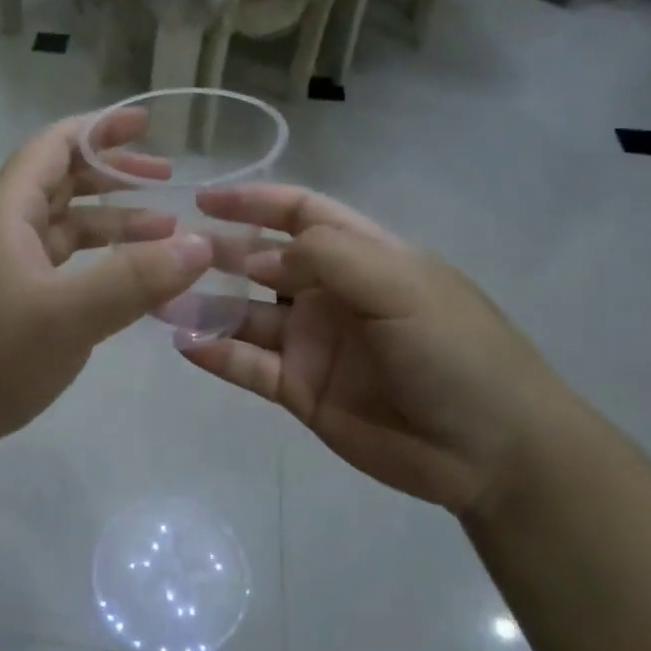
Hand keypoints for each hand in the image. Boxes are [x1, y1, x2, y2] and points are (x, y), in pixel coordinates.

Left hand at [0, 110, 213, 487]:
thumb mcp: (67, 315)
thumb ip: (135, 278)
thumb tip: (200, 244)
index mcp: (8, 213)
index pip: (54, 146)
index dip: (100, 128)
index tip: (147, 124)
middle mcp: (3, 231)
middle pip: (62, 184)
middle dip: (114, 177)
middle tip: (167, 182)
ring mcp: (3, 271)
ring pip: (64, 231)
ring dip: (111, 227)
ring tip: (165, 236)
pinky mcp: (7, 307)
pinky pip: (60, 270)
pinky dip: (96, 268)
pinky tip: (129, 287)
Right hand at [179, 184, 572, 514]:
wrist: (491, 451)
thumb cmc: (456, 351)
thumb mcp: (400, 285)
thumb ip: (328, 257)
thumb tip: (257, 256)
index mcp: (363, 257)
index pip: (300, 215)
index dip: (254, 203)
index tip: (204, 199)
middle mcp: (330, 295)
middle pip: (262, 264)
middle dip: (219, 254)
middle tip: (169, 251)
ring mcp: (312, 344)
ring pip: (246, 317)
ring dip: (204, 307)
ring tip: (159, 300)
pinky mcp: (300, 390)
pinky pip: (249, 366)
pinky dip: (216, 354)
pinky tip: (184, 344)